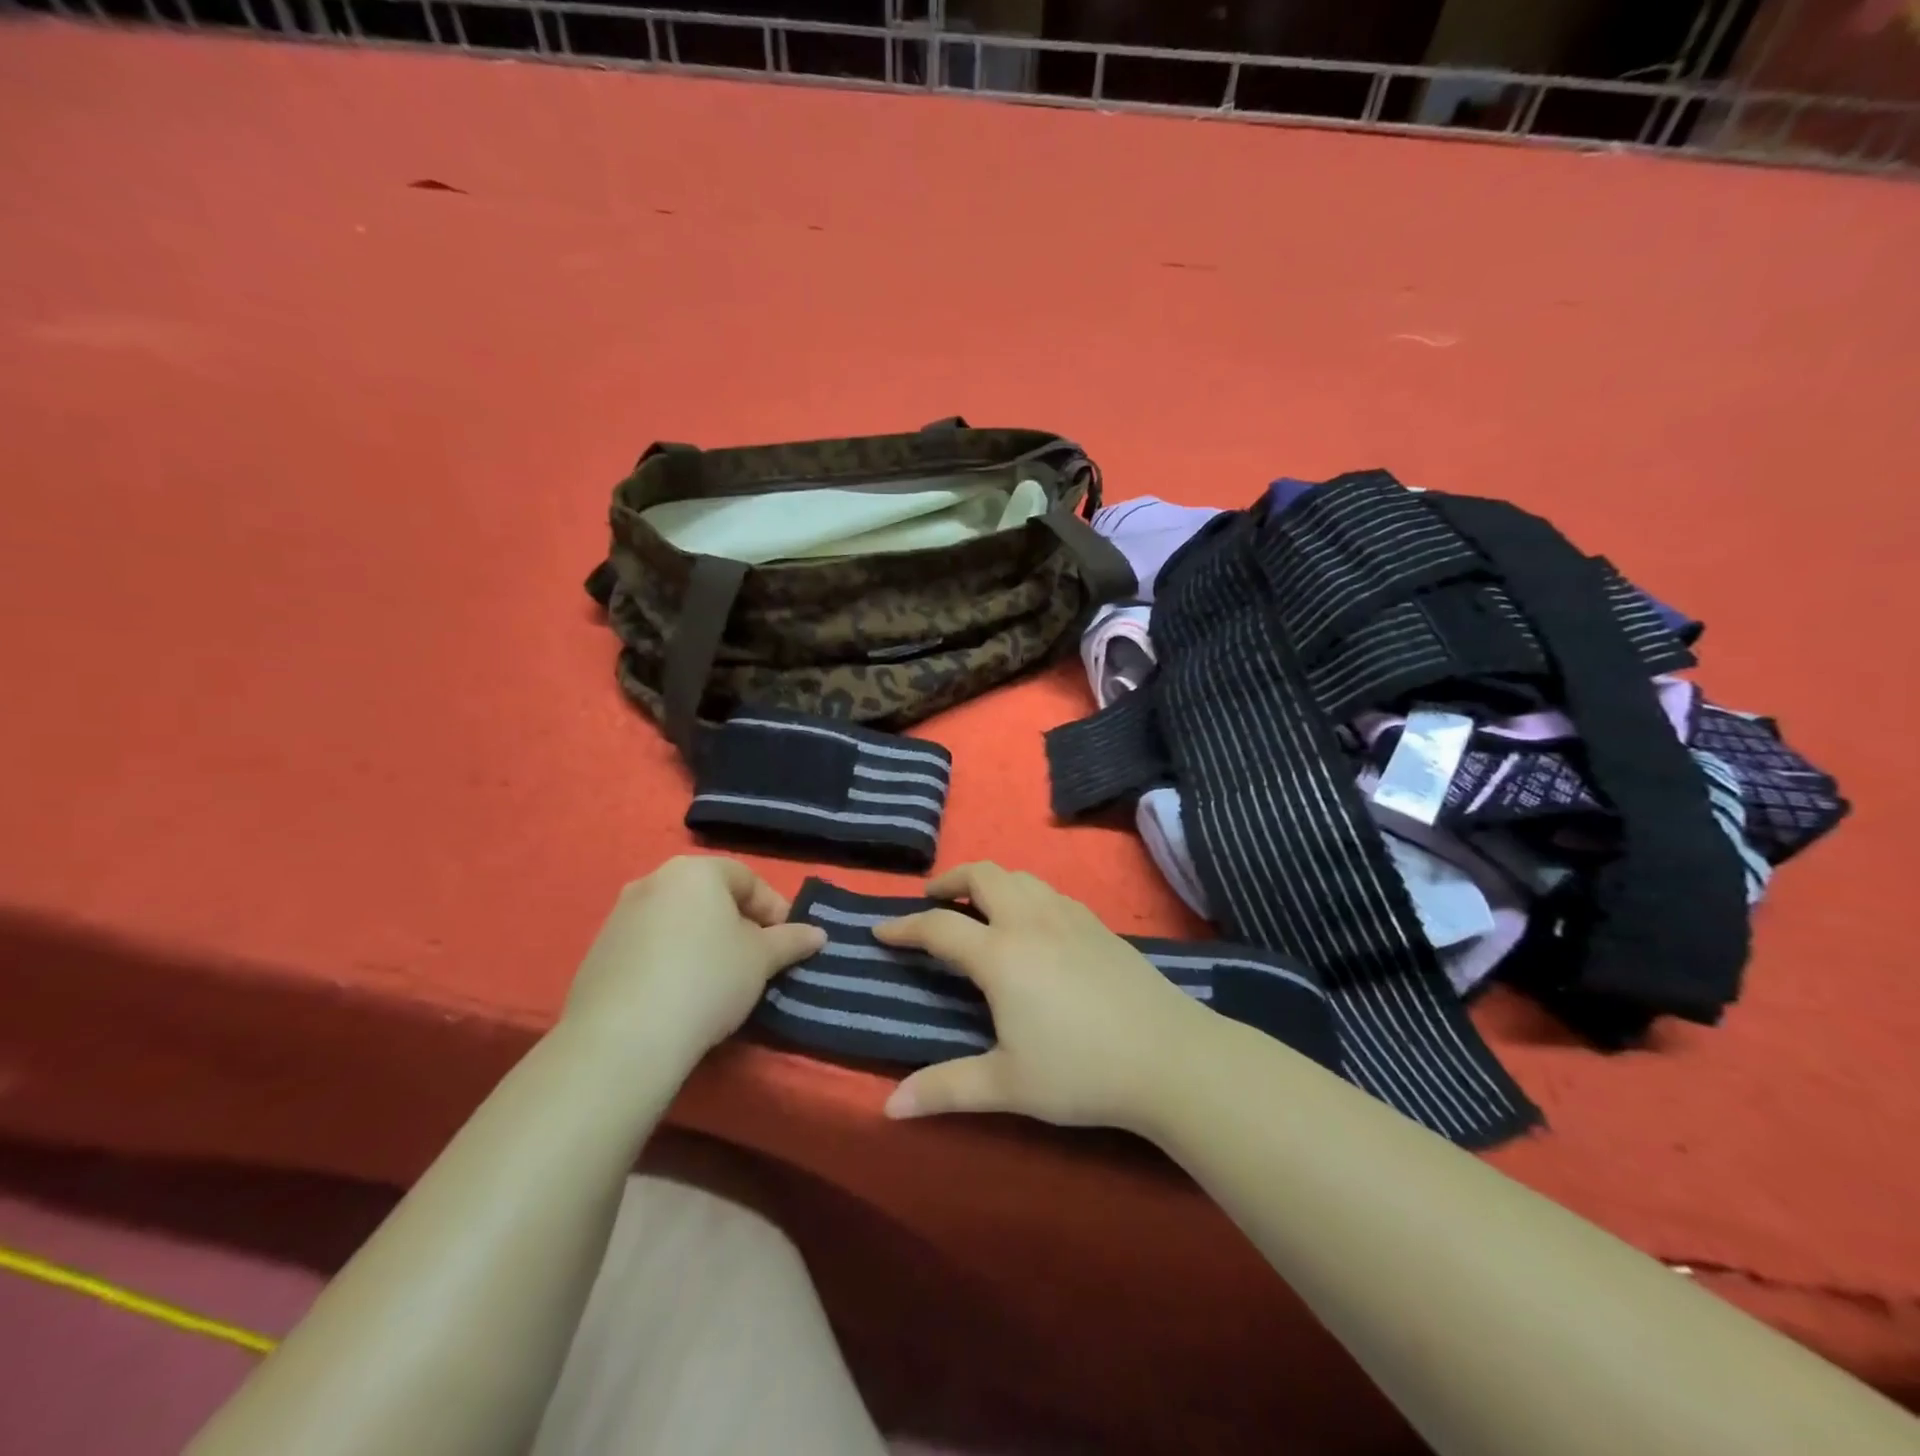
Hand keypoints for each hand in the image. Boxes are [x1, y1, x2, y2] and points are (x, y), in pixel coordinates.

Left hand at [562, 857, 824, 1065]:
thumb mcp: (762, 959)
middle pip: (709, 897)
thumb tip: (818, 934)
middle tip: (756, 960)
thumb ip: (791, 940)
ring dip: (703, 942)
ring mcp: (620, 915)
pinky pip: (649, 946)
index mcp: (695, 871)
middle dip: (737, 924)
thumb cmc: (707, 980)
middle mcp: (653, 880)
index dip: (774, 908)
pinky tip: (681, 995)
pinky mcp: (599, 952)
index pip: (747, 879)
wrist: (623, 1038)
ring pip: (678, 921)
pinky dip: (671, 960)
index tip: (787, 942)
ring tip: (720, 981)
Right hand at [874, 863, 1217, 1130]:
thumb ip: (946, 1089)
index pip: (939, 927)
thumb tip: (889, 1108)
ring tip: (978, 908)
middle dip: (949, 881)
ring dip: (989, 882)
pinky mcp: (1097, 923)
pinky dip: (1024, 892)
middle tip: (932, 903)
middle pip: (982, 875)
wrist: (1170, 1057)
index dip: (904, 926)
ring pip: (1019, 875)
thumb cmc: (1082, 1071)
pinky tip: (1031, 923)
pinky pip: (1048, 890)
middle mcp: (1030, 921)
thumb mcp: (1007, 1085)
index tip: (881, 930)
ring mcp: (1068, 916)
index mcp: (1001, 955)